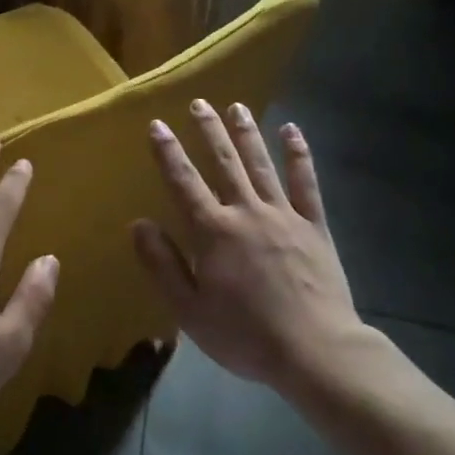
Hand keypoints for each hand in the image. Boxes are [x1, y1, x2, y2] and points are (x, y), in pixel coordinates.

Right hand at [132, 100, 372, 391]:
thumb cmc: (245, 335)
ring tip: (236, 106)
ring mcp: (283, 215)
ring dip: (246, 134)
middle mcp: (246, 212)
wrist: (315, 351)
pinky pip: (305, 183)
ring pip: (261, 164)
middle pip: (224, 163)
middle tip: (199, 103)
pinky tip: (291, 131)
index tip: (157, 124)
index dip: (168, 152)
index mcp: (213, 232)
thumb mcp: (189, 310)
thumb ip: (162, 265)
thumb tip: (139, 223)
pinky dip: (299, 155)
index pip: (183, 182)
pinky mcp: (314, 226)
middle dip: (209, 131)